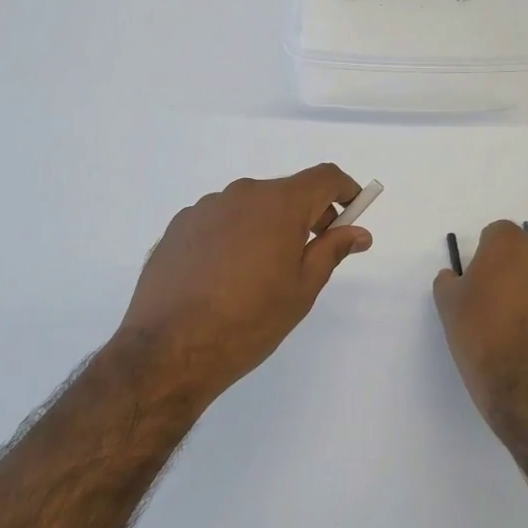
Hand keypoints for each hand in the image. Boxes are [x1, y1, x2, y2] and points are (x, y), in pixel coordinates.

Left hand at [119, 165, 372, 400]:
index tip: (354, 212)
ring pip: (250, 207)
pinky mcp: (178, 226)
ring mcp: (205, 208)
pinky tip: (225, 276)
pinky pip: (220, 221)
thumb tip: (358, 232)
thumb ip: (332, 250)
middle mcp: (241, 194)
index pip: (324, 177)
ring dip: (267, 226)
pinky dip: (234, 236)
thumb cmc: (249, 321)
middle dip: (307, 214)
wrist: (169, 349)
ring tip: (261, 273)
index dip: (345, 190)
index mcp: (278, 204)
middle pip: (286, 191)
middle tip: (312, 253)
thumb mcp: (302, 289)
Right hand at [433, 221, 527, 427]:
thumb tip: (454, 278)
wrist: (524, 382)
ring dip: (523, 290)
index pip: (493, 235)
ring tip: (504, 323)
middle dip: (504, 269)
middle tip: (486, 300)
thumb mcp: (447, 303)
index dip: (480, 257)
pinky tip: (522, 338)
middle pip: (518, 253)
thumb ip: (448, 281)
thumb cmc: (479, 331)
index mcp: (510, 242)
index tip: (472, 282)